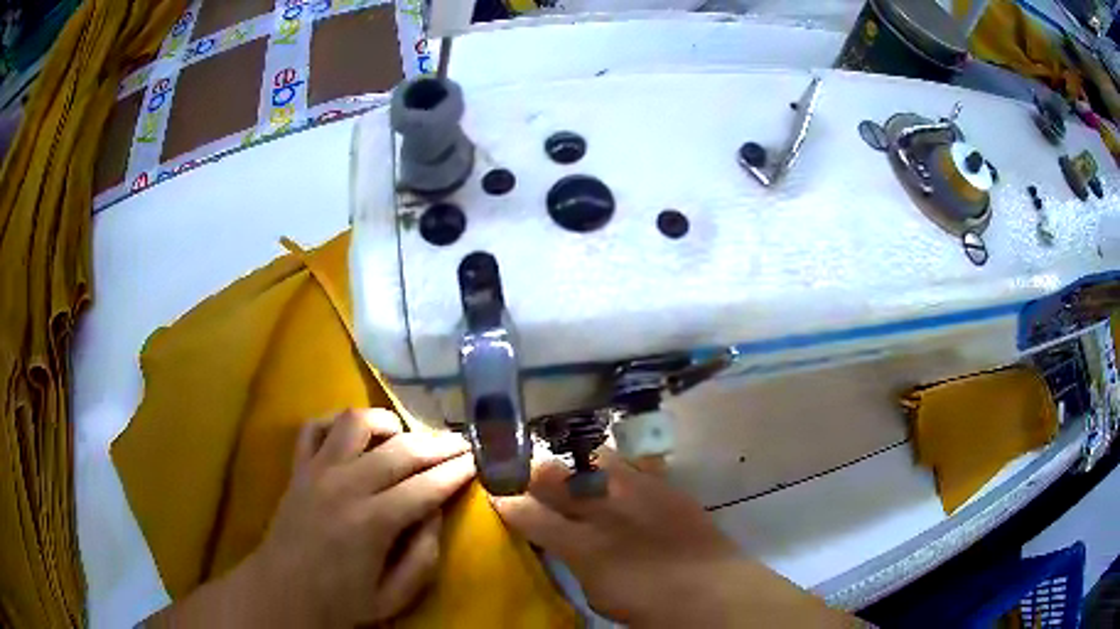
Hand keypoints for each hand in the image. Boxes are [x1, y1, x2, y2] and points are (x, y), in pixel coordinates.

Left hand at [250, 409, 474, 626]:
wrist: (282, 593)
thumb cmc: (341, 602)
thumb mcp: (394, 596)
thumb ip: (423, 556)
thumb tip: (436, 514)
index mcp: (372, 523)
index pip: (425, 487)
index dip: (456, 471)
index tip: (477, 460)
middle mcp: (346, 486)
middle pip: (400, 450)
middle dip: (437, 444)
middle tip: (460, 443)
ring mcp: (318, 471)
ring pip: (356, 422)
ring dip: (387, 423)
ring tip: (405, 436)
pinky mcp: (298, 467)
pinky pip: (314, 426)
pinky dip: (336, 422)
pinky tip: (354, 435)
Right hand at [492, 450, 852, 627]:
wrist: (712, 589)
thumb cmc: (649, 604)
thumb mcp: (596, 590)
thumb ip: (572, 559)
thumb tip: (560, 539)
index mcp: (581, 544)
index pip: (526, 513)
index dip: (504, 499)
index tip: (493, 490)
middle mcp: (603, 508)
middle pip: (553, 475)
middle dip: (531, 470)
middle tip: (523, 472)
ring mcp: (636, 490)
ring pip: (591, 458)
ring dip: (574, 463)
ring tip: (568, 467)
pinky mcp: (664, 485)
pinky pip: (631, 464)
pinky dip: (615, 466)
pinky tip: (613, 471)